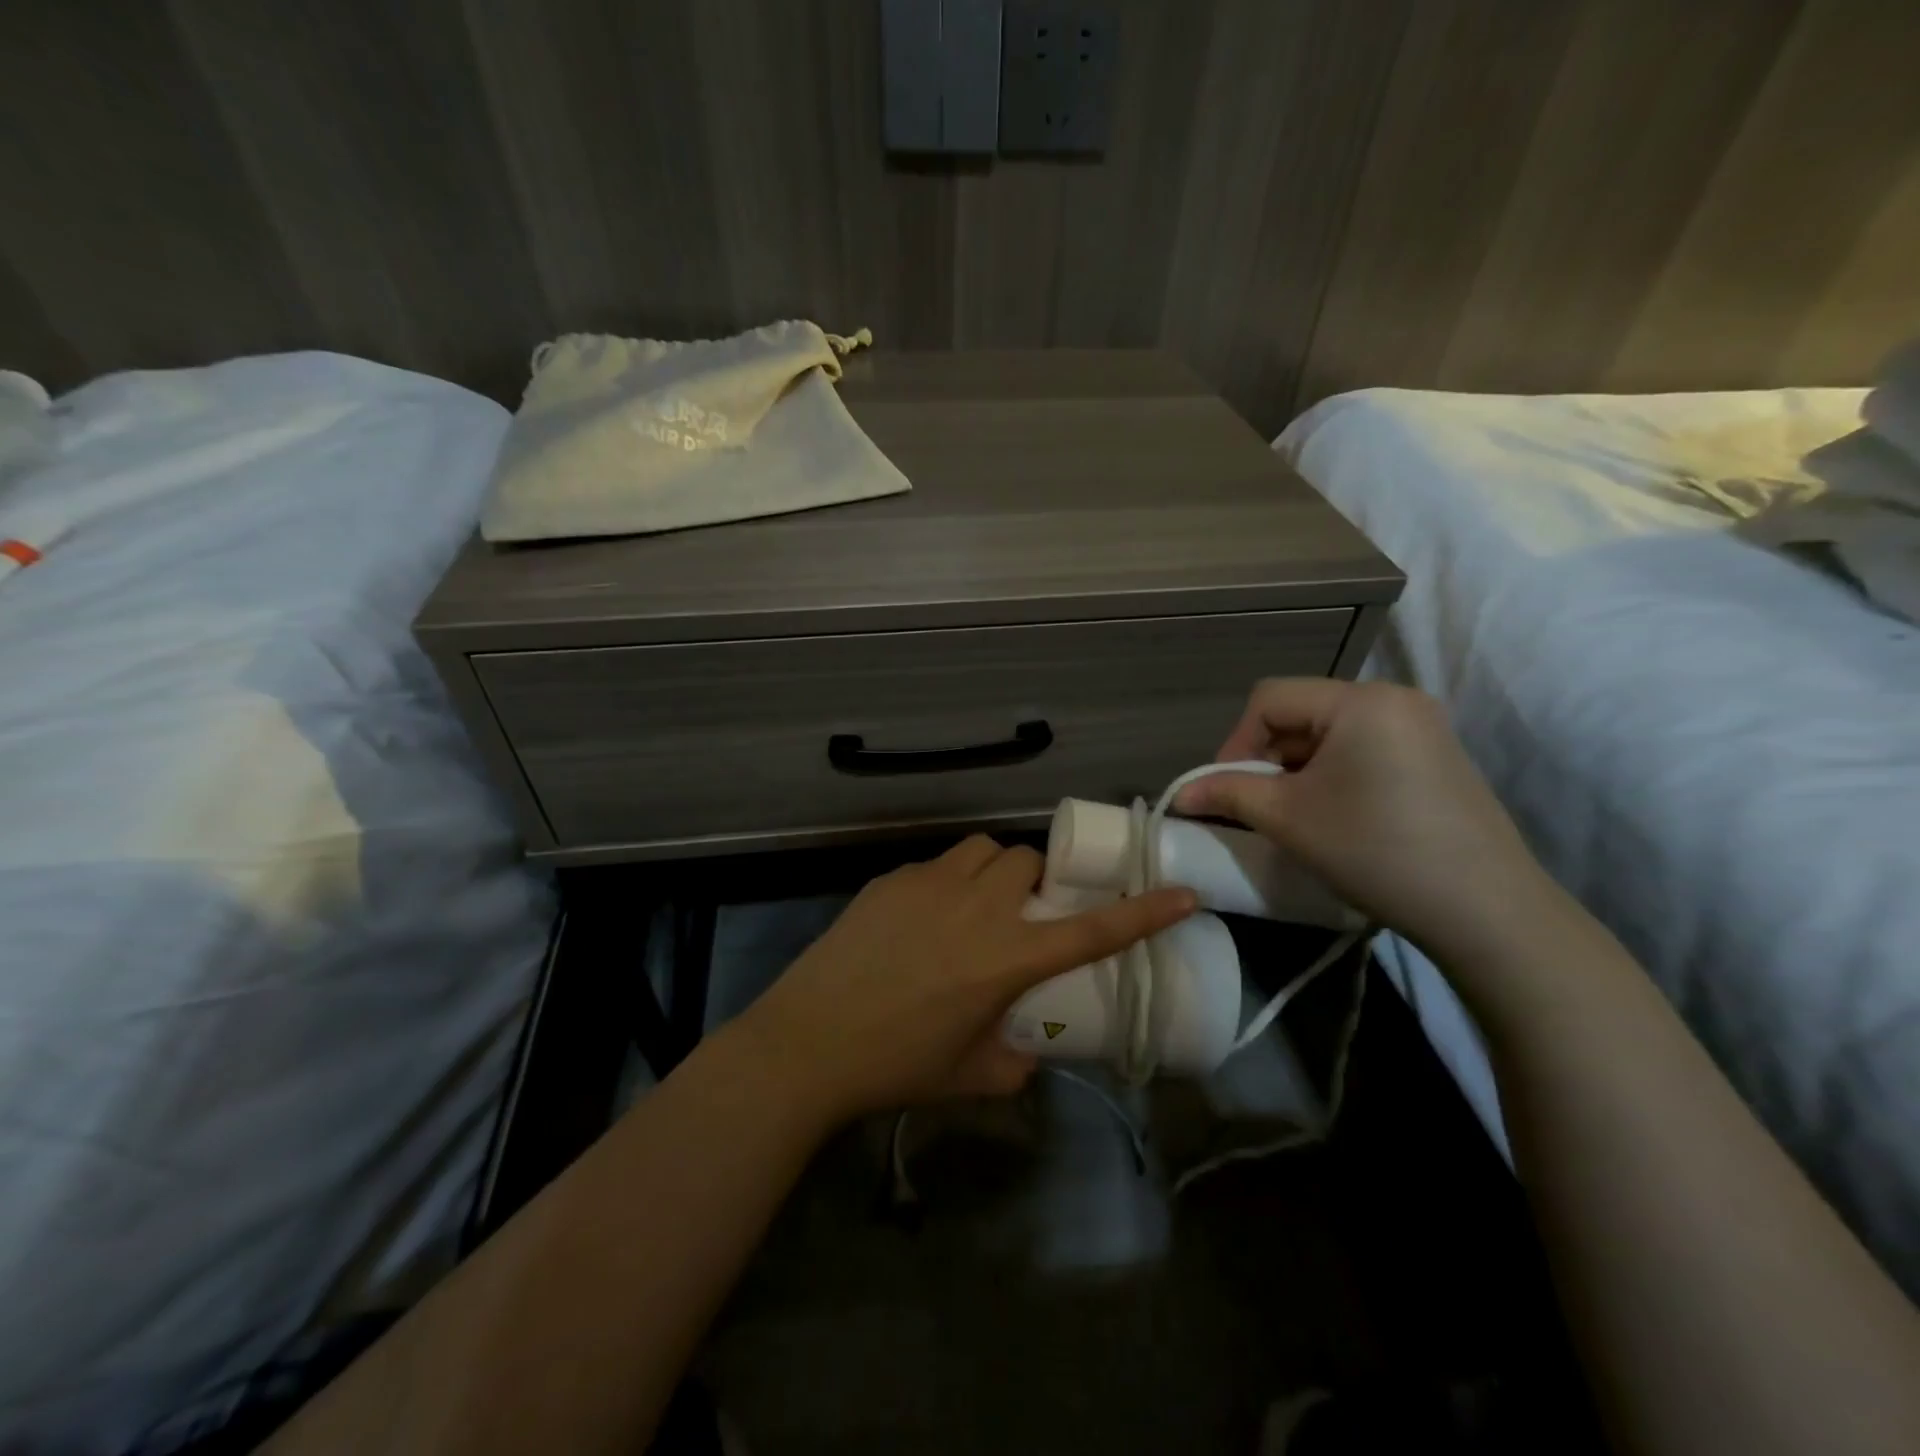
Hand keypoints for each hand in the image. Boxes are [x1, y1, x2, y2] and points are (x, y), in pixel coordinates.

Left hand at [731, 836, 1195, 1122]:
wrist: (808, 1042)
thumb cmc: (896, 1065)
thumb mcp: (971, 1075)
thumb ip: (1015, 1061)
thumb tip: (1028, 1050)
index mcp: (1006, 958)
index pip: (1091, 931)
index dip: (1142, 912)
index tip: (1182, 892)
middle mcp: (976, 908)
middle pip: (1027, 861)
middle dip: (1035, 882)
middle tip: (1021, 915)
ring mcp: (929, 885)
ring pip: (982, 849)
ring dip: (992, 870)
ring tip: (976, 904)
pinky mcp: (891, 879)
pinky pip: (936, 865)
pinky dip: (946, 882)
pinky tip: (922, 918)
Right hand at [1175, 679, 1551, 958]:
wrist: (1486, 910)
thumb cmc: (1375, 850)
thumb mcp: (1288, 818)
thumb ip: (1228, 793)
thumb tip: (1180, 795)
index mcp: (1360, 700)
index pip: (1270, 699)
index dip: (1235, 742)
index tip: (1226, 791)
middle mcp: (1395, 698)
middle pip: (1302, 712)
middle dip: (1266, 757)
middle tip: (1254, 806)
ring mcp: (1422, 727)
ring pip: (1331, 733)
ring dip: (1296, 768)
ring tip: (1291, 814)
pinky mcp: (1436, 757)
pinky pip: (1363, 749)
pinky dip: (1332, 774)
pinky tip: (1334, 815)